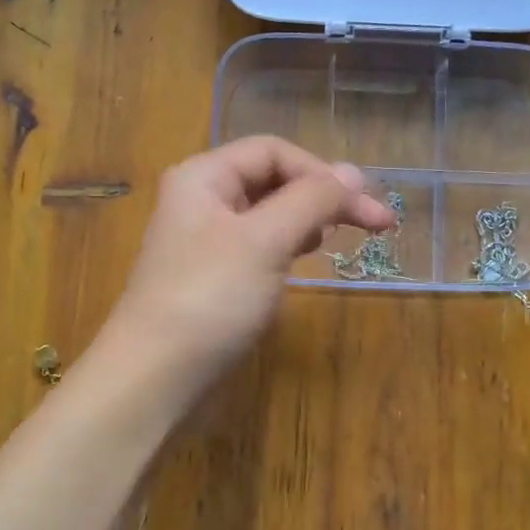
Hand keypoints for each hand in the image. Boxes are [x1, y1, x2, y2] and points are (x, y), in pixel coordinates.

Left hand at [109, 136, 394, 385]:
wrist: (155, 377)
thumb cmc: (209, 299)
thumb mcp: (264, 240)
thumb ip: (312, 200)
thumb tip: (355, 173)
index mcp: (204, 177)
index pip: (274, 152)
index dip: (322, 172)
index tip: (364, 207)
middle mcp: (202, 200)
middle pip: (273, 179)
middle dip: (323, 196)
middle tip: (375, 225)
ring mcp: (207, 241)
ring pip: (269, 214)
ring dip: (309, 219)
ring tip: (338, 238)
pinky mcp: (215, 277)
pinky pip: (260, 245)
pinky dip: (288, 246)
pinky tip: (304, 259)